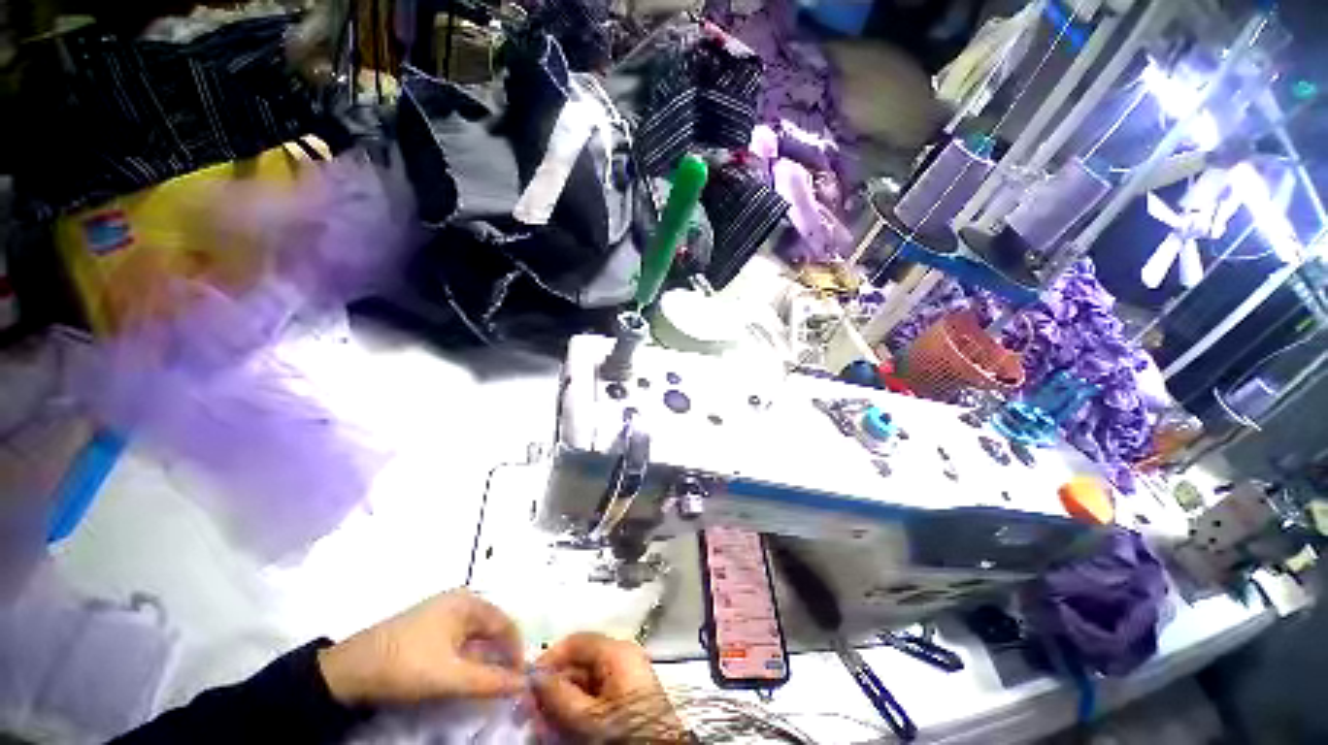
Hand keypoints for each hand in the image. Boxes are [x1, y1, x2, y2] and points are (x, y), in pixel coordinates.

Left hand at [317, 590, 523, 705]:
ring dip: (484, 659)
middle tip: (505, 684)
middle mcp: (459, 601)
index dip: (516, 651)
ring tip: (486, 683)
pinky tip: (464, 676)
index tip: (520, 679)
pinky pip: (459, 641)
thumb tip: (525, 684)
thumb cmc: (406, 665)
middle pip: (491, 628)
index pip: (506, 623)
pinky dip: (467, 658)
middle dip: (501, 655)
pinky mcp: (428, 628)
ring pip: (475, 636)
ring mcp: (442, 613)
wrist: (348, 671)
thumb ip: (490, 681)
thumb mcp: (450, 677)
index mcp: (468, 602)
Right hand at [533, 632, 686, 742]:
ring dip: (560, 703)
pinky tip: (559, 730)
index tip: (527, 683)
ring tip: (540, 726)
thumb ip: (559, 694)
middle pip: (578, 665)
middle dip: (553, 687)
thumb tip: (534, 678)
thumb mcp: (588, 715)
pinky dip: (575, 712)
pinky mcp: (625, 700)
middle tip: (530, 713)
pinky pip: (594, 698)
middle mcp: (621, 658)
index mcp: (617, 651)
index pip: (576, 642)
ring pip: (583, 685)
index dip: (550, 659)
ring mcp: (624, 679)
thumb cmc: (625, 730)